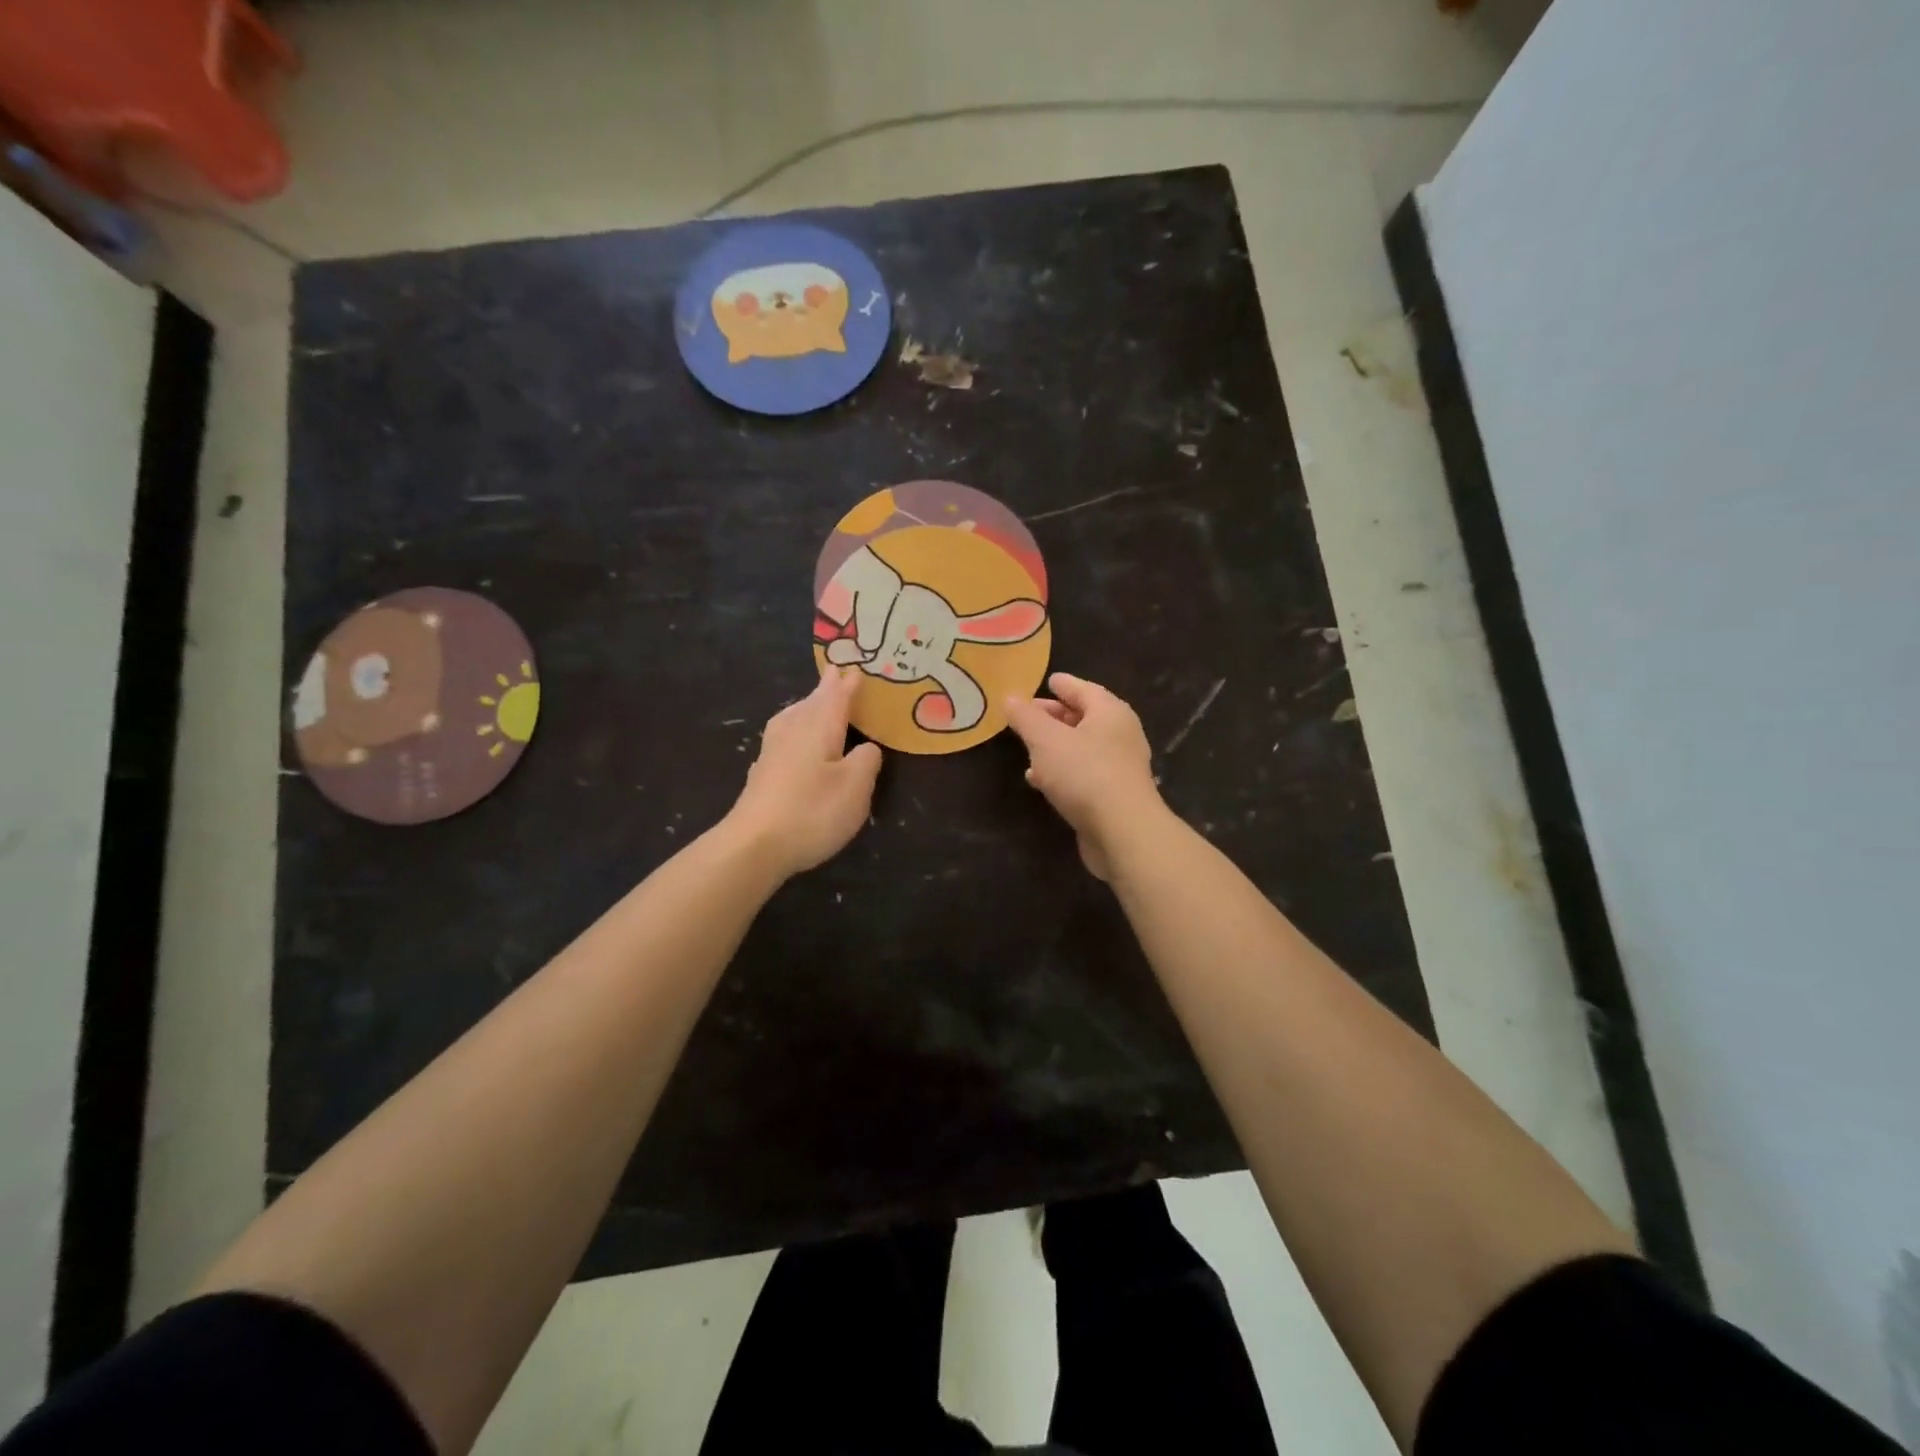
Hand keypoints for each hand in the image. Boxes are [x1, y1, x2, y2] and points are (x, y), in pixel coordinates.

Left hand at [726, 669, 882, 877]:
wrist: (754, 845)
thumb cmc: (812, 811)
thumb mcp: (855, 787)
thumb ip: (867, 760)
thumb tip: (867, 746)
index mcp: (819, 729)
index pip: (837, 699)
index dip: (847, 685)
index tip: (855, 668)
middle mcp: (793, 733)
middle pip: (812, 704)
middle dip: (826, 690)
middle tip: (835, 674)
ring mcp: (772, 753)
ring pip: (792, 718)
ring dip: (806, 705)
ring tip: (813, 701)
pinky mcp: (761, 774)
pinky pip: (781, 736)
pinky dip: (792, 727)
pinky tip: (789, 739)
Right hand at [1003, 672, 1164, 879]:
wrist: (1122, 832)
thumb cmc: (1084, 773)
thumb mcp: (1046, 740)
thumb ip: (1026, 718)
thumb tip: (1010, 698)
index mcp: (1110, 712)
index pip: (1083, 689)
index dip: (1062, 684)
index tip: (1046, 681)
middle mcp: (1120, 735)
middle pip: (1084, 717)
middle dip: (1055, 715)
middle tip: (1028, 714)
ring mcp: (1119, 767)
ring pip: (1082, 747)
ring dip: (1056, 745)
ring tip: (1028, 747)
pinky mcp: (1113, 796)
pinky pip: (1082, 773)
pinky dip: (1061, 770)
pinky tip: (1038, 779)